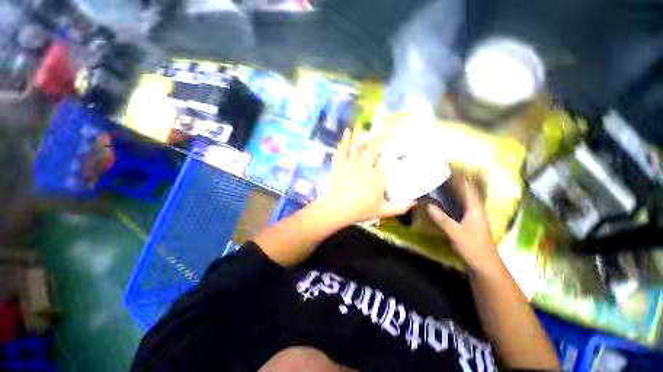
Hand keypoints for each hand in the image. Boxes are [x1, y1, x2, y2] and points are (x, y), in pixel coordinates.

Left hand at [313, 128, 414, 225]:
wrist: (335, 210)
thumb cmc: (358, 211)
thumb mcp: (381, 211)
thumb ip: (399, 208)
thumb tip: (415, 203)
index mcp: (376, 178)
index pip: (387, 161)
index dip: (393, 152)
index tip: (398, 146)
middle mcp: (365, 167)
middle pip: (374, 148)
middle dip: (380, 137)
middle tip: (386, 127)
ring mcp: (351, 164)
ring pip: (358, 146)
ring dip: (362, 134)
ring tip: (365, 123)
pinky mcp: (339, 165)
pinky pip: (342, 150)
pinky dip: (344, 140)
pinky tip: (347, 131)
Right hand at [427, 175, 499, 270]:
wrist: (484, 265)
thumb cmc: (473, 248)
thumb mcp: (456, 234)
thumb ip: (443, 219)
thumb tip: (428, 205)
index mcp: (475, 209)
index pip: (468, 188)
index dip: (459, 177)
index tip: (449, 167)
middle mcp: (474, 209)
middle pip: (466, 190)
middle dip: (457, 180)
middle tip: (443, 172)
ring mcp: (471, 216)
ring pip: (462, 198)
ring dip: (454, 189)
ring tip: (441, 181)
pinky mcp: (467, 222)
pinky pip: (458, 206)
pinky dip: (451, 200)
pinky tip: (442, 200)